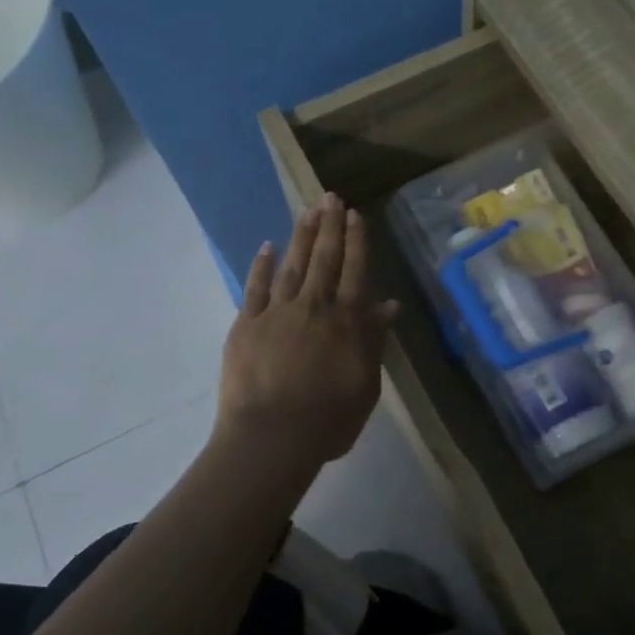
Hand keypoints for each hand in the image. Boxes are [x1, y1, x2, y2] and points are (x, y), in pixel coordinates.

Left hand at [217, 194, 397, 468]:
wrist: (271, 437)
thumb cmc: (328, 419)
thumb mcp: (366, 384)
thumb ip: (374, 340)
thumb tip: (388, 303)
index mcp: (346, 321)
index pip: (356, 271)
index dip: (357, 241)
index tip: (356, 215)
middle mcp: (314, 306)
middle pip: (325, 259)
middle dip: (330, 226)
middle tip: (331, 196)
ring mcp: (276, 312)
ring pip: (293, 264)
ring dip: (302, 236)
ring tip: (308, 210)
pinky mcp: (246, 324)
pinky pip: (255, 287)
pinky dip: (261, 265)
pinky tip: (267, 246)